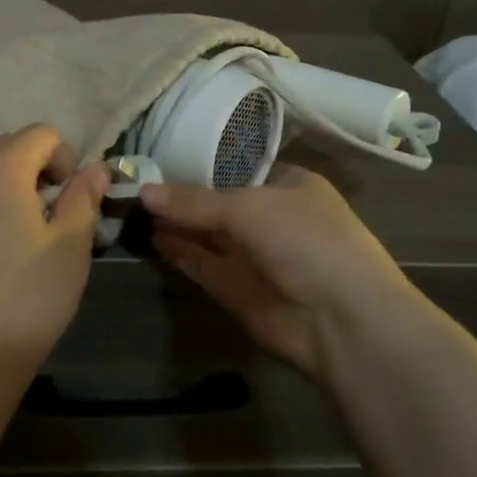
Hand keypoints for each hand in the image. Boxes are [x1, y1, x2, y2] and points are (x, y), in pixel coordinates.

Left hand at [0, 125, 110, 393]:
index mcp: (0, 170)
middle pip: (5, 147)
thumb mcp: (71, 247)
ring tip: (17, 237)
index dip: (65, 158)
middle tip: (49, 216)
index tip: (71, 199)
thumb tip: (95, 167)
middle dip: (34, 169)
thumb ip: (84, 197)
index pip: (39, 134)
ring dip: (4, 188)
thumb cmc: (26, 300)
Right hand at [140, 165, 410, 375]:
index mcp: (289, 185)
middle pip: (218, 201)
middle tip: (135, 182)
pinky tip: (151, 237)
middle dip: (182, 194)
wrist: (343, 320)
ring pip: (207, 234)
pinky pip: (202, 264)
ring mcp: (255, 256)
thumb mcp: (249, 208)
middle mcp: (271, 217)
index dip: (201, 162)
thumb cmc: (306, 241)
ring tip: (134, 207)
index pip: (238, 167)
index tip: (160, 155)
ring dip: (175, 223)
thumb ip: (194, 201)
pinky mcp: (238, 289)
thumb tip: (143, 192)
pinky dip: (179, 252)